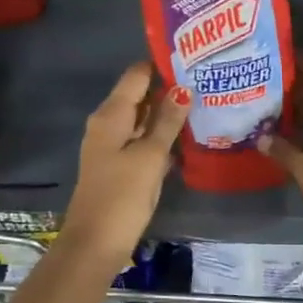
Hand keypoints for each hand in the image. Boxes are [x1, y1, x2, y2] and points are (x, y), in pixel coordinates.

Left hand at [61, 64, 190, 262]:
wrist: (95, 243)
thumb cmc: (122, 195)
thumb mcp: (149, 156)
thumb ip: (166, 122)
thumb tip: (183, 89)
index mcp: (111, 115)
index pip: (136, 76)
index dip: (161, 65)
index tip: (192, 59)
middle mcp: (108, 124)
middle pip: (140, 96)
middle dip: (169, 89)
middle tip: (206, 81)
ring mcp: (113, 146)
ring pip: (144, 120)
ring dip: (168, 114)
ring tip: (204, 104)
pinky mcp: (121, 166)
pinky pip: (143, 141)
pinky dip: (162, 137)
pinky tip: (187, 138)